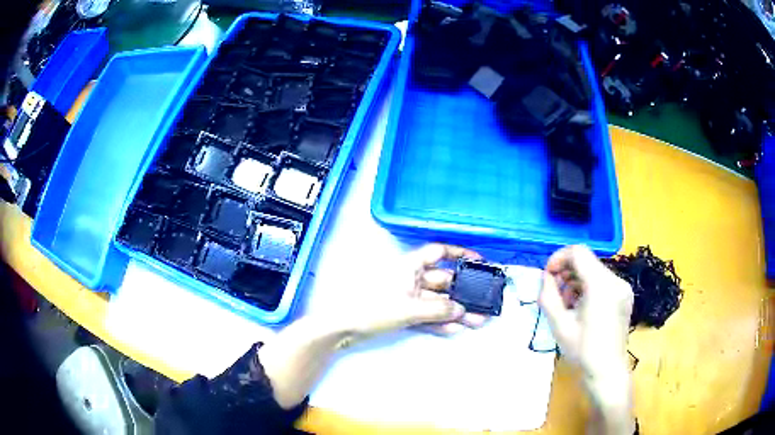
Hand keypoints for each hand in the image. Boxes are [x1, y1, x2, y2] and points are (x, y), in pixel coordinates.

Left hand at [343, 243, 488, 338]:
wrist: (344, 327)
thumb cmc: (373, 308)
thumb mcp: (409, 308)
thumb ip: (438, 310)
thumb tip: (461, 311)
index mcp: (410, 266)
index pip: (438, 252)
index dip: (459, 255)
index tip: (479, 262)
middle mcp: (411, 278)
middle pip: (444, 281)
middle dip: (463, 292)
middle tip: (484, 302)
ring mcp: (408, 297)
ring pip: (438, 302)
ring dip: (456, 311)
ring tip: (478, 320)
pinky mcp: (404, 314)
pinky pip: (428, 315)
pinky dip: (441, 322)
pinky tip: (456, 328)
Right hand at [539, 245, 632, 376]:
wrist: (607, 372)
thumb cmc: (582, 351)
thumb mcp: (559, 325)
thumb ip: (548, 296)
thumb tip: (546, 277)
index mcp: (601, 285)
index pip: (578, 252)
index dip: (559, 258)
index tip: (547, 276)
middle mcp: (616, 280)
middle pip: (587, 261)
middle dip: (567, 272)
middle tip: (554, 293)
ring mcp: (623, 287)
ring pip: (594, 271)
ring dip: (577, 281)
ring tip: (567, 305)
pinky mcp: (625, 295)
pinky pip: (603, 281)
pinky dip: (588, 287)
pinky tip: (581, 308)